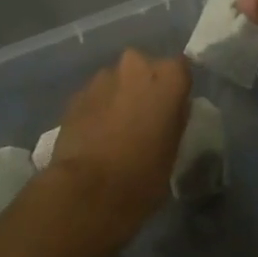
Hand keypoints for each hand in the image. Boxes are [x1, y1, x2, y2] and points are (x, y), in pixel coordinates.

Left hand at [39, 50, 191, 256]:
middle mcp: (135, 65)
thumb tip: (170, 109)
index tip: (172, 108)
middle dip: (144, 87)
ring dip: (119, 96)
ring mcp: (102, 77)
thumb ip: (174, 118)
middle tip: (143, 117)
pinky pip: (95, 96)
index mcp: (168, 76)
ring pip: (117, 81)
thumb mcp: (174, 148)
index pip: (180, 69)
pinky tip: (95, 135)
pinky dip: (97, 108)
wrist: (89, 191)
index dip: (175, 88)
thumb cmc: (144, 174)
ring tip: (116, 128)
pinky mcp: (76, 94)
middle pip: (144, 69)